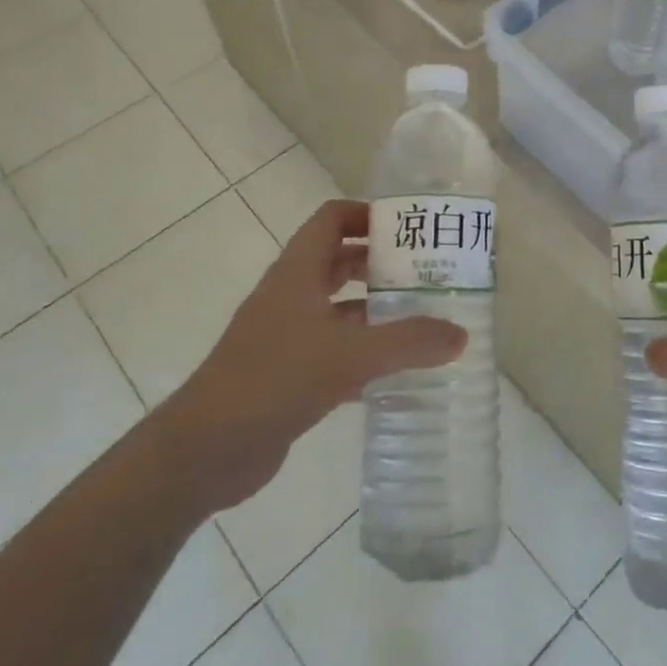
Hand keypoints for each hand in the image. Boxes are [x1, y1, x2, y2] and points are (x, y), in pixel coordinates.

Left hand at [160, 199, 466, 511]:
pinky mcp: (288, 373)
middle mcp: (292, 295)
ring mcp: (287, 335)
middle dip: (382, 263)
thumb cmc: (274, 380)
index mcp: (298, 272)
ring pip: (339, 308)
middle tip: (428, 273)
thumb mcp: (348, 356)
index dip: (368, 214)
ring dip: (376, 309)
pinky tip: (397, 370)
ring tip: (424, 318)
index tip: (410, 229)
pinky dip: (364, 351)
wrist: (205, 450)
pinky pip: (335, 349)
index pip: (333, 219)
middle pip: (340, 261)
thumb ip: (408, 342)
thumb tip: (461, 334)